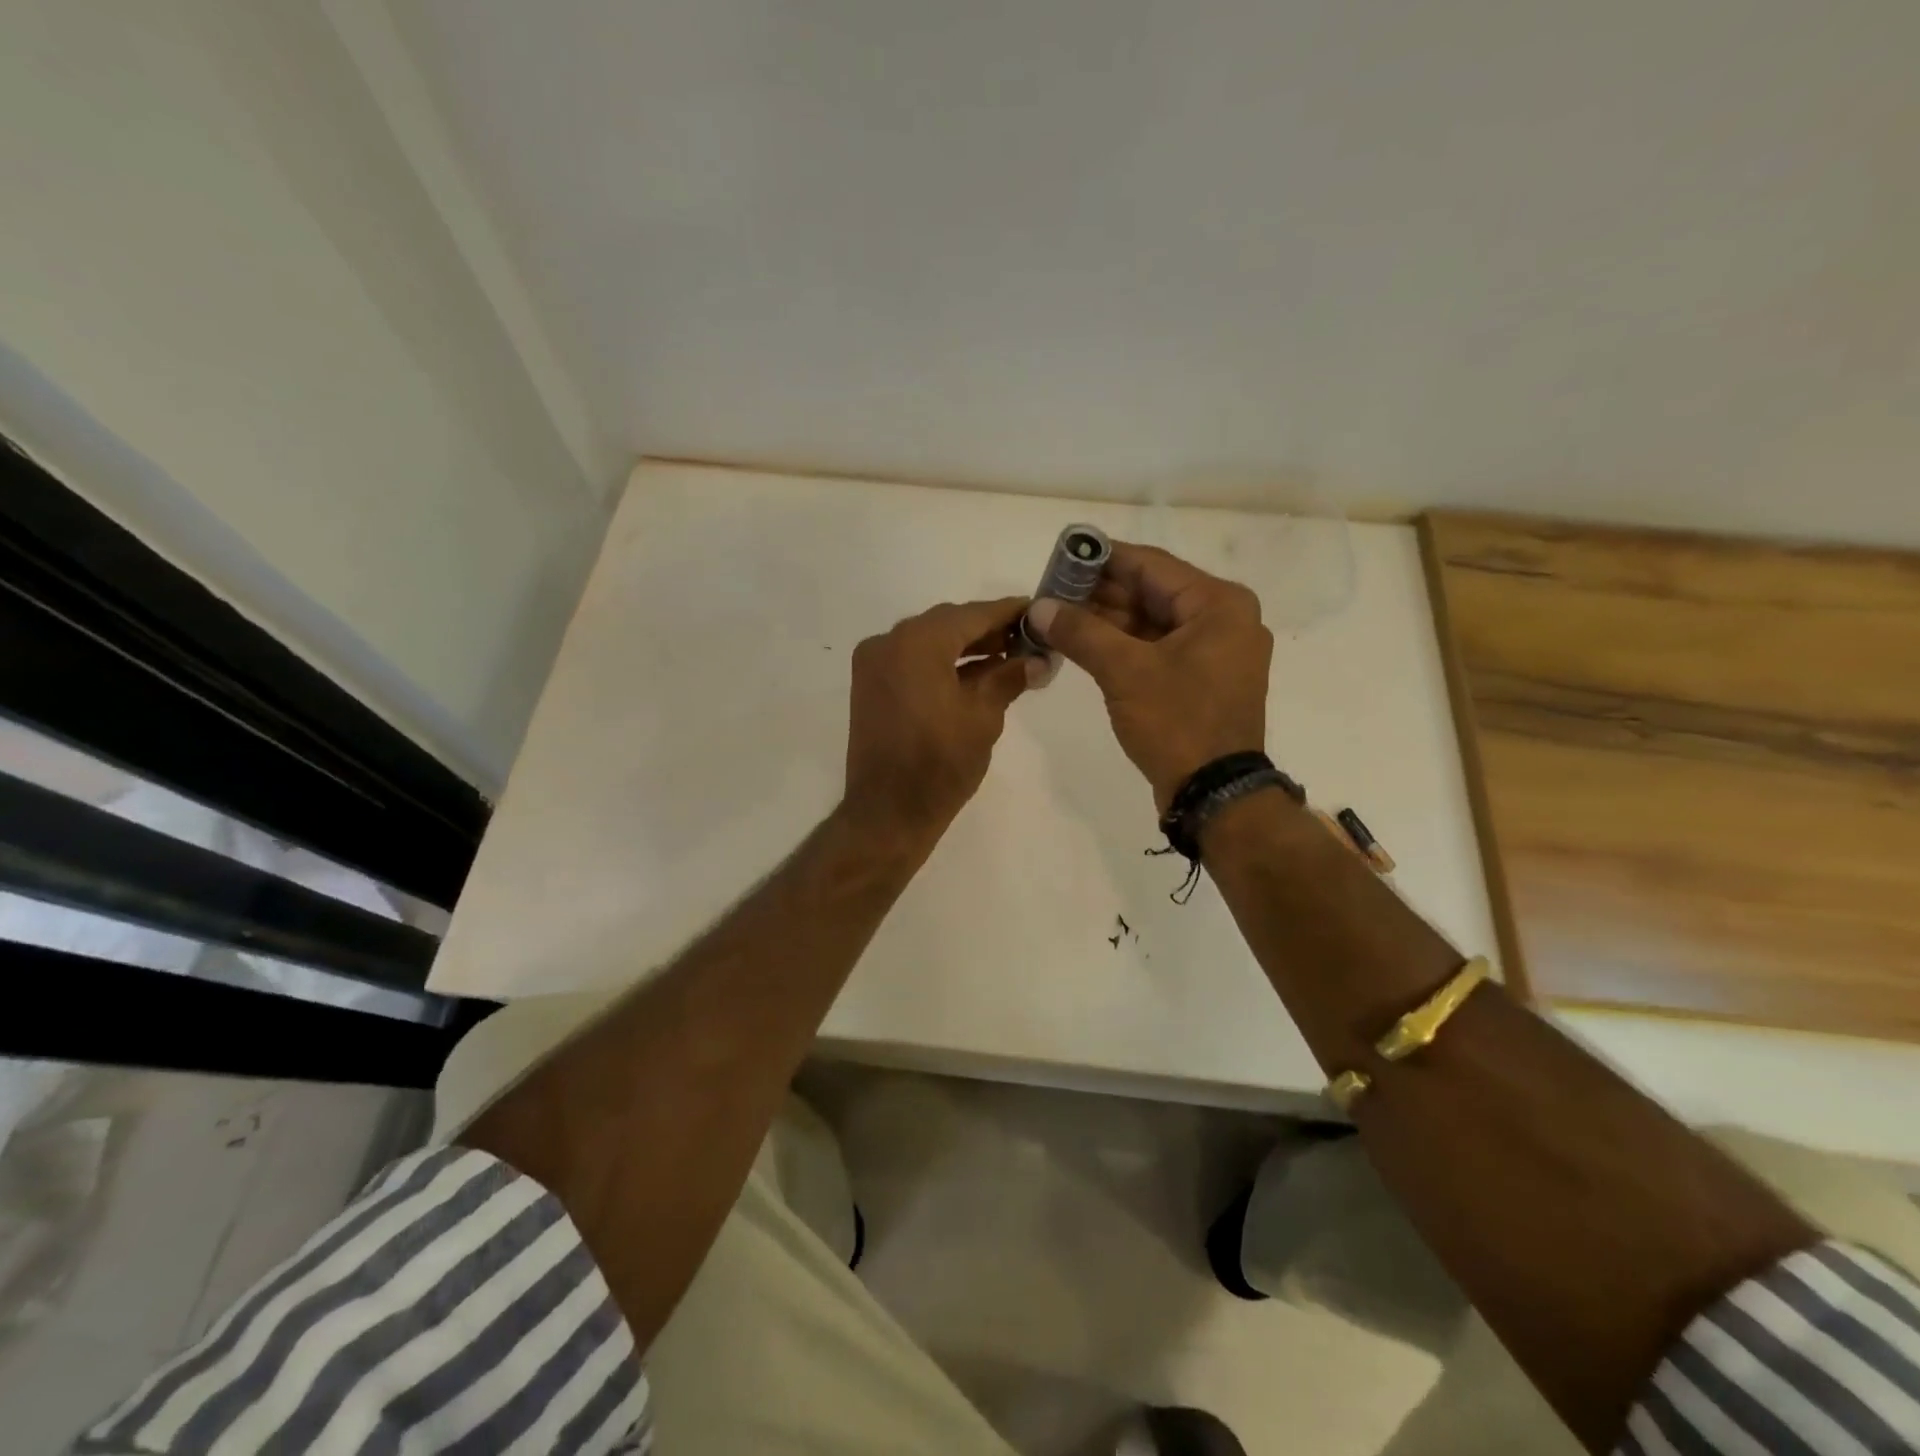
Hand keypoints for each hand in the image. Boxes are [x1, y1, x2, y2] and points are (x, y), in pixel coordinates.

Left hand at [842, 597, 1037, 844]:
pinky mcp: (870, 686)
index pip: (972, 615)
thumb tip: (1038, 659)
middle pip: (947, 624)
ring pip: (928, 641)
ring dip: (965, 646)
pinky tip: (974, 674)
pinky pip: (912, 660)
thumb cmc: (941, 764)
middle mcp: (888, 642)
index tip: (1037, 611)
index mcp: (916, 643)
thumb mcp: (984, 716)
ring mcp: (874, 664)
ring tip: (1007, 657)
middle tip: (1026, 639)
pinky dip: (941, 663)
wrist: (888, 812)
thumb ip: (1009, 677)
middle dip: (987, 630)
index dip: (1008, 612)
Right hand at [1026, 544, 1271, 811]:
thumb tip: (1038, 608)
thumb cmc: (1178, 722)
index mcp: (1219, 604)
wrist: (1214, 794)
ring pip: (1151, 623)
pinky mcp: (1200, 680)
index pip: (1150, 565)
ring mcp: (1214, 652)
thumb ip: (1081, 632)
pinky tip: (1082, 643)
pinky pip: (1156, 649)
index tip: (1061, 556)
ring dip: (1106, 621)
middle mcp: (1223, 620)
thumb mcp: (1125, 672)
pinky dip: (1121, 646)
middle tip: (1050, 592)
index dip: (1102, 559)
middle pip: (1151, 592)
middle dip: (1099, 594)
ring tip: (1056, 616)